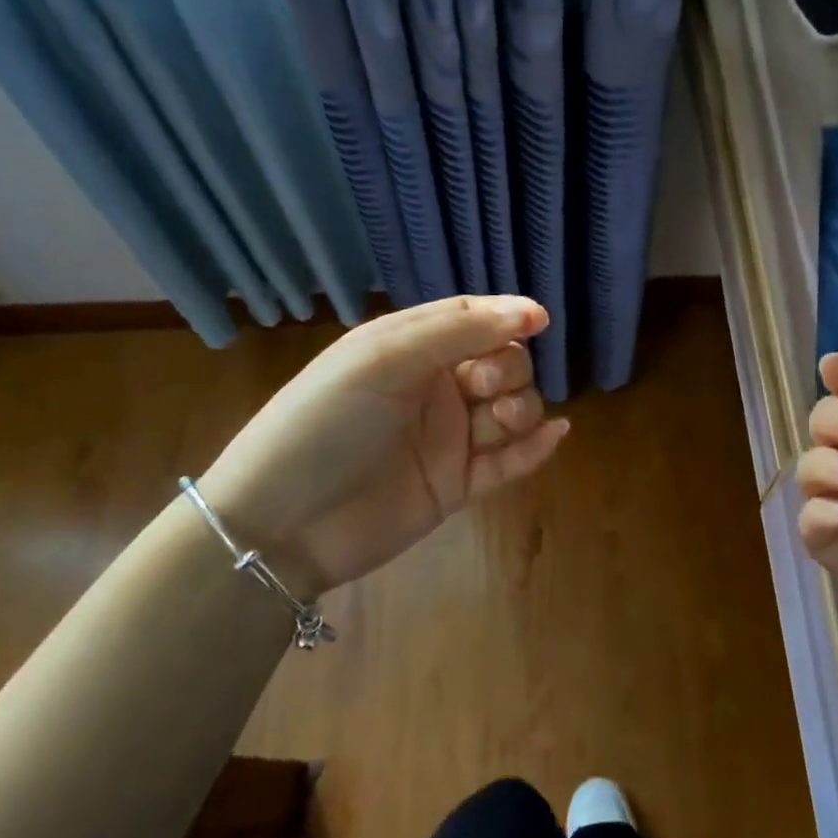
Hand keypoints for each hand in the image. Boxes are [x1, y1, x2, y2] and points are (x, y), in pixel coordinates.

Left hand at [199, 296, 567, 598]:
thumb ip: (457, 331)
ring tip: (500, 422)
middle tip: (479, 388)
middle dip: (506, 369)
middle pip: (501, 365)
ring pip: (511, 412)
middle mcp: (432, 389)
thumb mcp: (382, 359)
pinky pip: (508, 463)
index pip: (471, 320)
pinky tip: (554, 436)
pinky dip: (534, 449)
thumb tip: (530, 313)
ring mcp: (446, 440)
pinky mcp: (456, 486)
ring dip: (521, 409)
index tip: (540, 322)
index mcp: (408, 349)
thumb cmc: (324, 424)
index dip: (508, 317)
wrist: (282, 524)